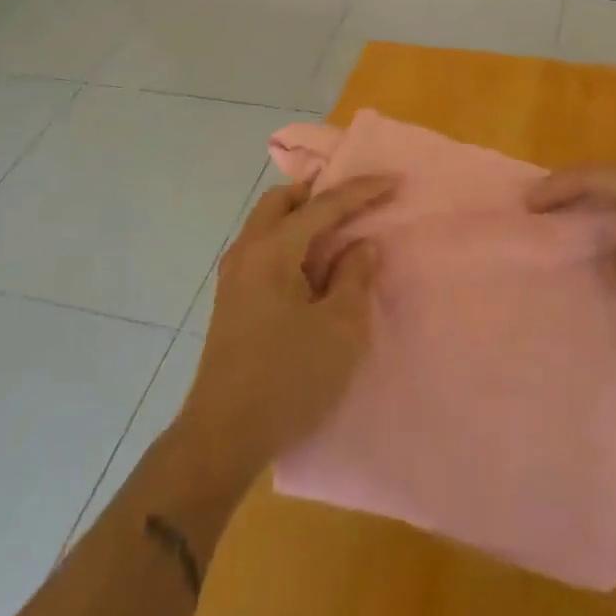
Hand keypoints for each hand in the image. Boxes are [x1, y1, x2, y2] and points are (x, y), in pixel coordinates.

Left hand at [170, 176, 394, 495]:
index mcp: (272, 250)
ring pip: (268, 223)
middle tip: (355, 202)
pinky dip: (289, 240)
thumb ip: (354, 277)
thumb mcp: (339, 329)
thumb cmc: (288, 379)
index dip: (360, 191)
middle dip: (320, 194)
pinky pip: (263, 247)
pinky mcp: (232, 298)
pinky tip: (311, 266)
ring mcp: (233, 275)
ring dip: (302, 217)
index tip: (392, 180)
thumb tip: (361, 245)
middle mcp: (247, 251)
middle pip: (283, 201)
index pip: (322, 206)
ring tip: (338, 232)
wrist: (223, 436)